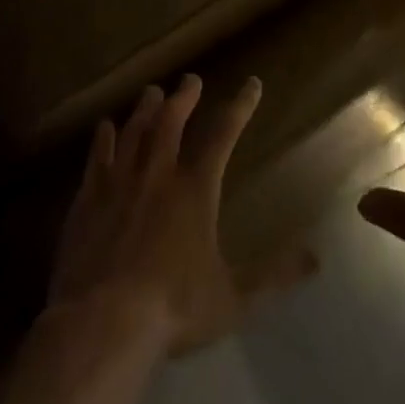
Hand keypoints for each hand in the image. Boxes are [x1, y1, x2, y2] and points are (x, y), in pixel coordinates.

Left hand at [49, 75, 316, 354]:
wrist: (101, 323)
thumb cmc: (173, 308)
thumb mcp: (232, 297)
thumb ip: (273, 275)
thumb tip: (316, 259)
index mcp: (196, 190)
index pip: (224, 135)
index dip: (240, 107)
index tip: (252, 84)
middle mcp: (158, 175)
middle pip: (172, 121)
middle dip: (184, 97)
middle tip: (190, 80)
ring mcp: (120, 184)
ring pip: (135, 132)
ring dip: (145, 109)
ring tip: (152, 92)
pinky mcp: (88, 201)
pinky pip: (97, 158)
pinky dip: (103, 139)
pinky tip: (104, 128)